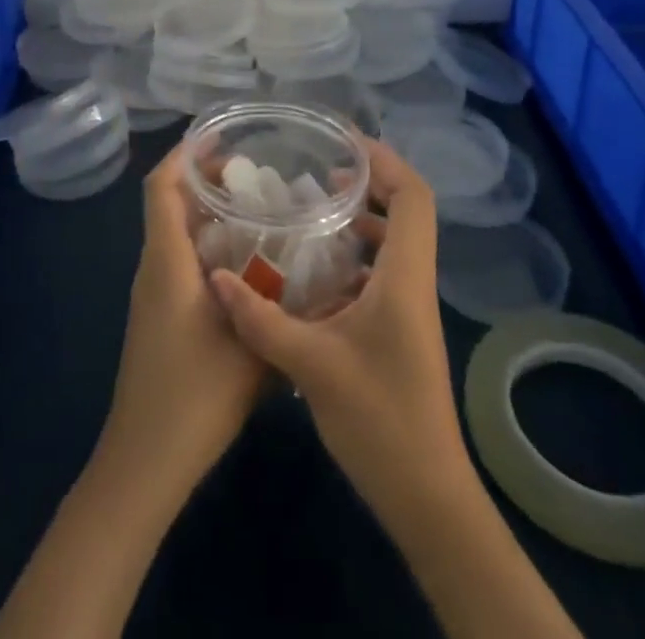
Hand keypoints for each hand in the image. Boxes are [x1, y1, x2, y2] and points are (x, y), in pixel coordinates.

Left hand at [100, 150, 267, 487]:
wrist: (145, 462)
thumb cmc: (194, 396)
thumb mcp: (251, 348)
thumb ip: (284, 307)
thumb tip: (324, 279)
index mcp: (167, 261)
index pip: (162, 186)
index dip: (185, 154)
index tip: (222, 137)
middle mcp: (154, 267)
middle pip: (171, 203)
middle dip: (207, 181)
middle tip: (258, 176)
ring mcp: (153, 293)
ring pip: (176, 233)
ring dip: (210, 215)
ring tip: (260, 212)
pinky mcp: (159, 316)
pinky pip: (180, 261)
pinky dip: (208, 247)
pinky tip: (248, 266)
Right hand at [209, 137, 466, 523]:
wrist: (427, 497)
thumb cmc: (380, 421)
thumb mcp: (311, 365)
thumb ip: (260, 318)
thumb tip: (217, 278)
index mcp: (404, 277)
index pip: (413, 197)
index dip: (385, 161)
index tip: (342, 146)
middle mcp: (413, 282)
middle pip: (407, 210)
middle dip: (369, 182)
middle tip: (320, 172)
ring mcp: (409, 308)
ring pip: (395, 242)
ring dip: (362, 219)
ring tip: (313, 211)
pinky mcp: (400, 330)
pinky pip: (383, 272)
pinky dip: (355, 256)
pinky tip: (313, 271)